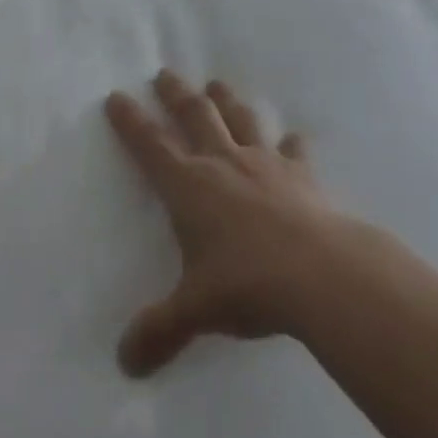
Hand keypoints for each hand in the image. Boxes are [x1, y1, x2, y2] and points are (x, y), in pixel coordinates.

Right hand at [105, 71, 349, 375]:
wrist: (321, 273)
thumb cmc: (247, 284)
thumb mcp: (196, 311)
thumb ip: (159, 331)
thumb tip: (124, 364)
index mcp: (190, 186)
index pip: (150, 146)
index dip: (130, 121)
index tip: (117, 97)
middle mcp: (223, 163)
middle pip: (195, 116)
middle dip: (176, 94)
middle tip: (164, 73)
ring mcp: (265, 164)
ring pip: (241, 120)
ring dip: (226, 101)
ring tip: (217, 84)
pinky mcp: (302, 175)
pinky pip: (295, 152)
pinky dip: (292, 144)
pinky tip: (294, 138)